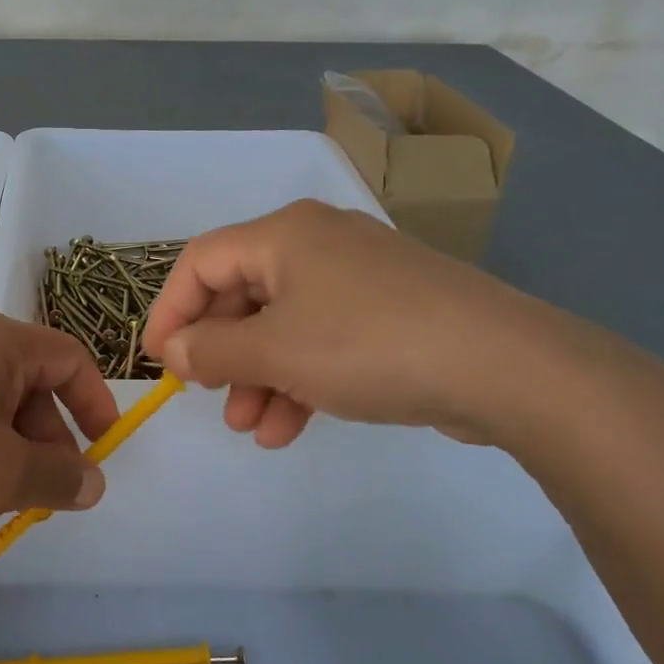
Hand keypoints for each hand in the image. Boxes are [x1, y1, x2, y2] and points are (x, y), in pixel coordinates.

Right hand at [140, 199, 565, 447]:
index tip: (160, 363)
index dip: (170, 311)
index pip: (201, 262)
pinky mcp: (387, 313)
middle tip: (208, 397)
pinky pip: (322, 340)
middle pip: (242, 294)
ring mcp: (356, 278)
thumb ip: (212, 349)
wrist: (504, 366)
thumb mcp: (275, 350)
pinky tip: (289, 427)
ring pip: (282, 324)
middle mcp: (316, 244)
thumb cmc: (368, 344)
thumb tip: (173, 349)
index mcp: (283, 235)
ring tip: (249, 428)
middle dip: (220, 352)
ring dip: (258, 376)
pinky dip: (299, 379)